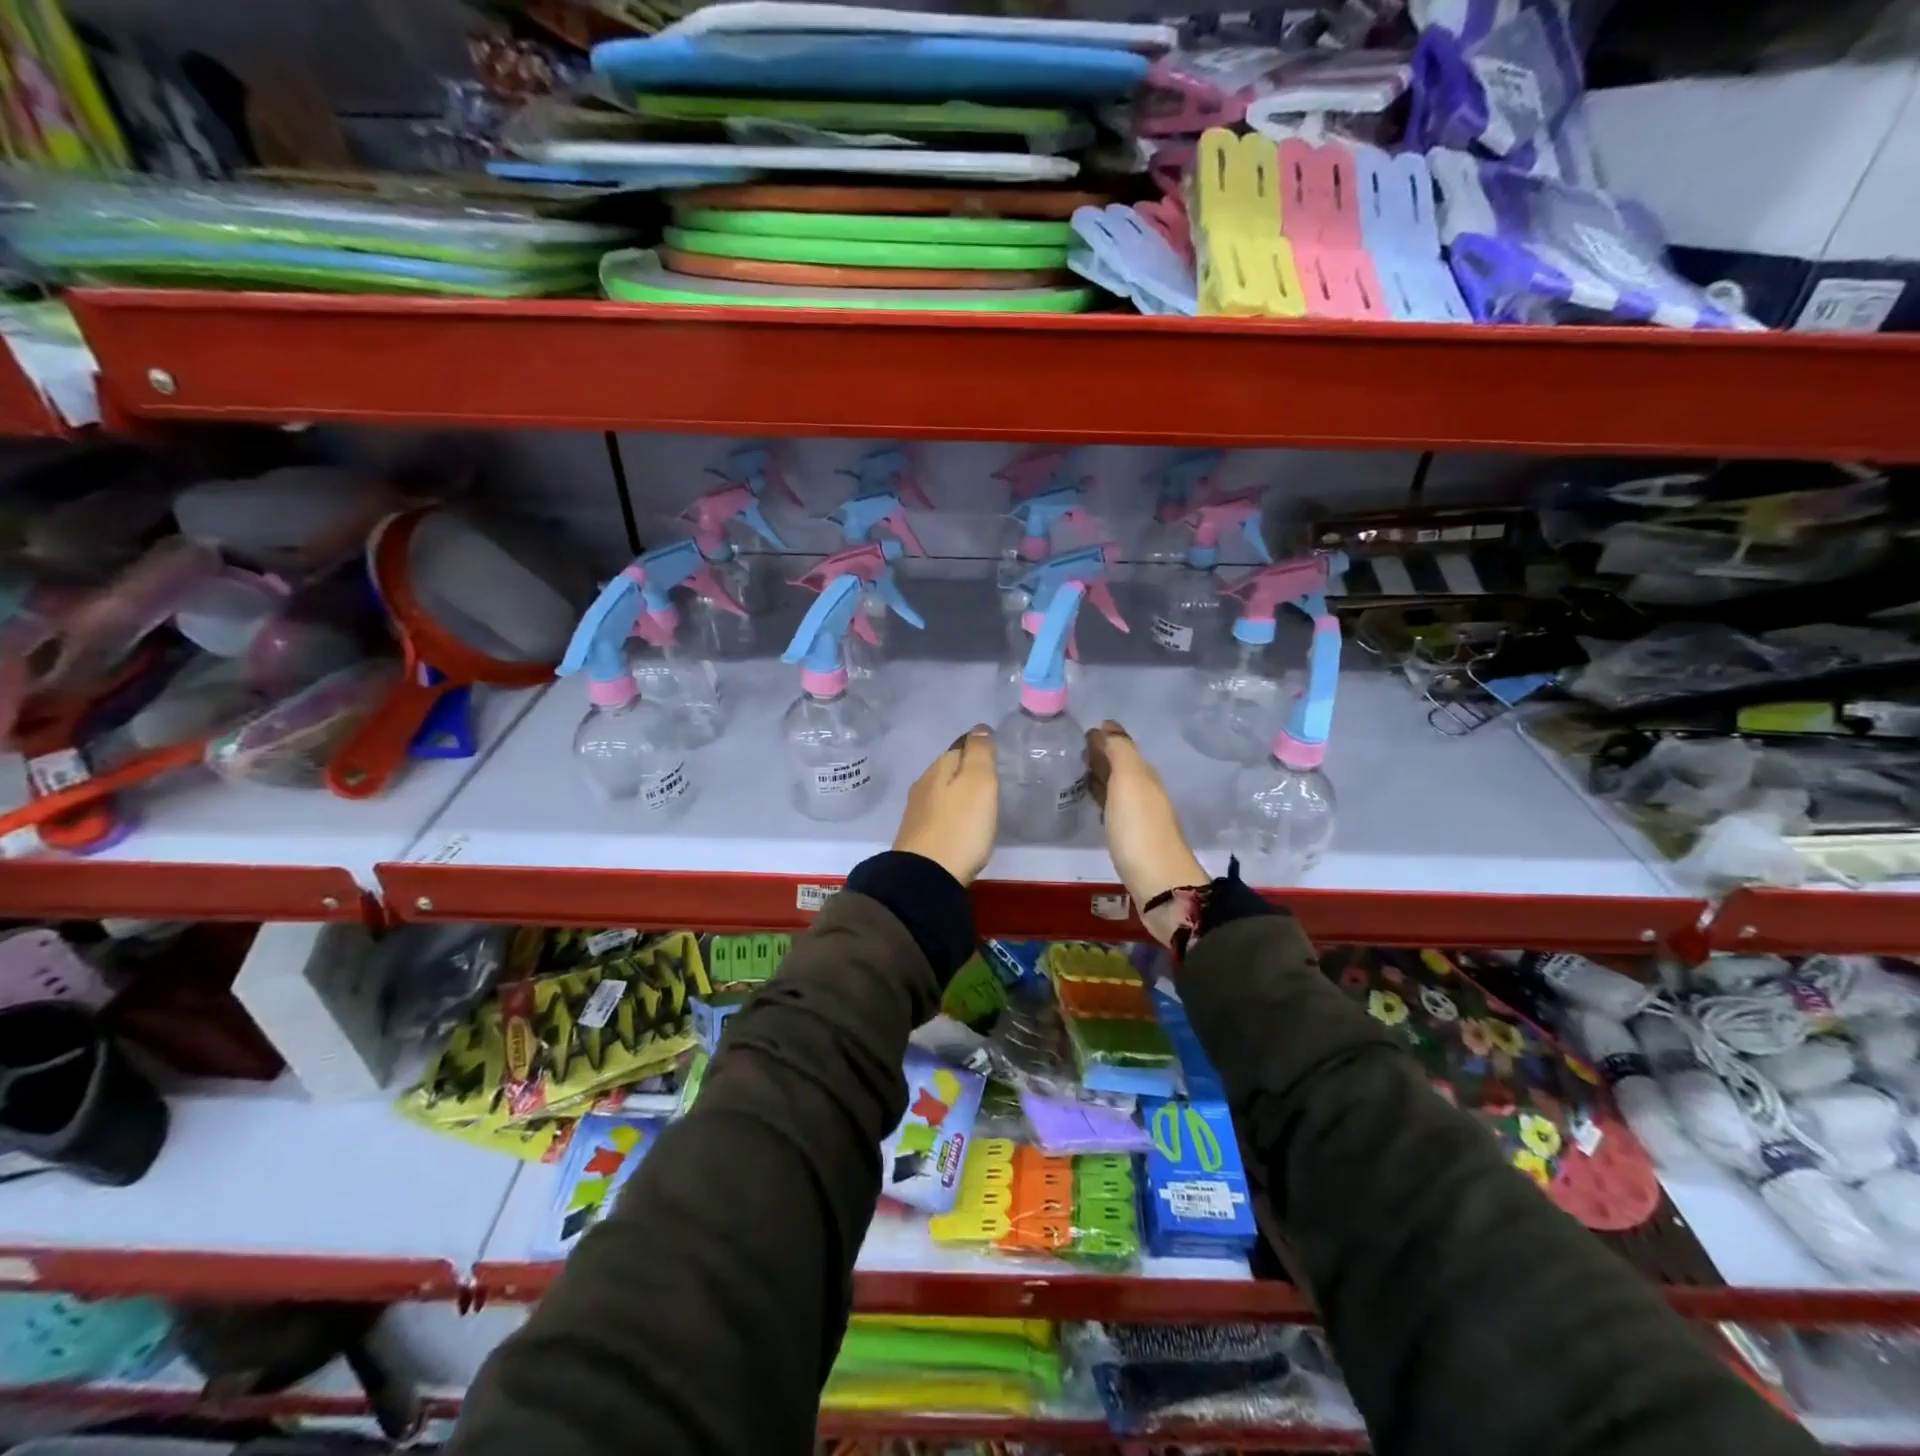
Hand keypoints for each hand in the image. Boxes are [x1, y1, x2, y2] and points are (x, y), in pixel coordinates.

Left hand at [893, 724, 998, 885]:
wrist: (925, 877)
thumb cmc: (959, 826)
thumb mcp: (978, 783)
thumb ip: (980, 753)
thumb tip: (979, 728)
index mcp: (939, 768)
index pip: (960, 746)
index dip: (978, 747)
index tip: (996, 753)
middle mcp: (923, 785)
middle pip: (949, 770)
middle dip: (967, 770)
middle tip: (992, 779)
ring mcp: (917, 813)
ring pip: (942, 792)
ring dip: (958, 793)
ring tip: (981, 802)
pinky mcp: (918, 838)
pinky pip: (939, 815)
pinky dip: (952, 814)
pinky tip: (962, 825)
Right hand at [1086, 720, 1206, 944]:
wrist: (1159, 883)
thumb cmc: (1139, 829)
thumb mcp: (1130, 781)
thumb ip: (1120, 751)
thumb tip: (1108, 727)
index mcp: (1145, 775)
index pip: (1124, 748)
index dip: (1105, 738)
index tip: (1081, 731)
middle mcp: (1145, 793)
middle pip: (1122, 767)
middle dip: (1101, 755)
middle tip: (1073, 749)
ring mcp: (1139, 817)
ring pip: (1117, 788)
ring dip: (1100, 777)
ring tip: (1075, 772)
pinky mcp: (1130, 839)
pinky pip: (1113, 808)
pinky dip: (1101, 799)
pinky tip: (1090, 803)